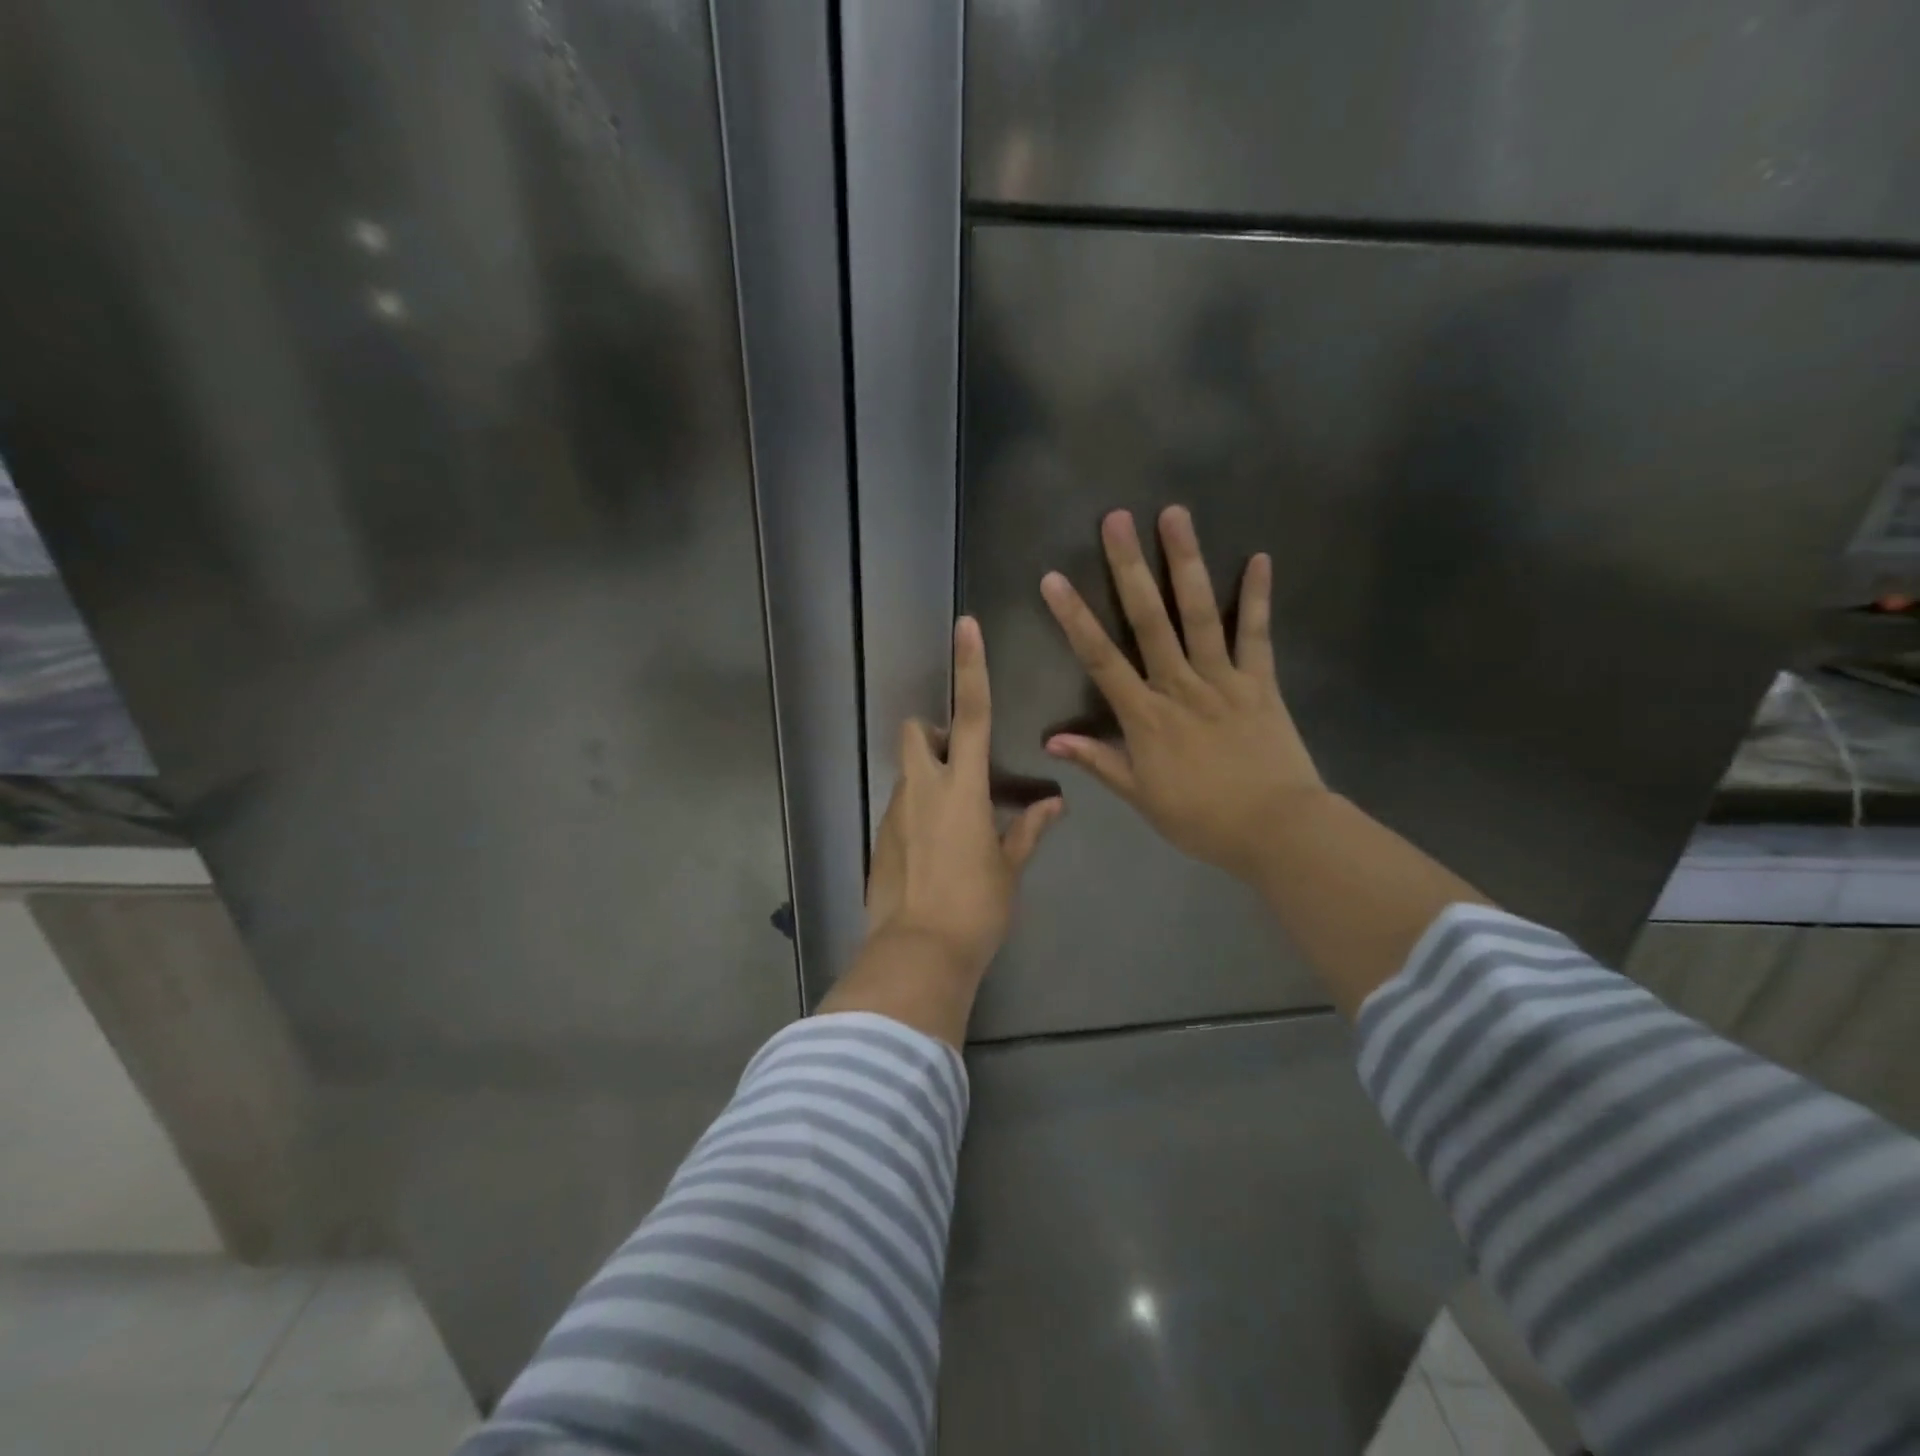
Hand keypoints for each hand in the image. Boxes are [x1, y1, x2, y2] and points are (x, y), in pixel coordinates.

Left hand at [865, 617, 1062, 978]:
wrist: (918, 954)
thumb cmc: (976, 908)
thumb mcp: (1009, 868)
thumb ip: (1028, 829)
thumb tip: (1052, 804)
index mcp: (963, 789)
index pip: (972, 714)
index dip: (971, 668)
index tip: (965, 627)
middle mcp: (922, 790)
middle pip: (916, 733)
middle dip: (932, 732)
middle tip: (958, 762)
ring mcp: (895, 813)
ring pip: (908, 774)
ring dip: (928, 779)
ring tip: (954, 824)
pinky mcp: (880, 839)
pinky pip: (900, 809)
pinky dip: (917, 814)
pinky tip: (935, 854)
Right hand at [1040, 506, 1324, 882]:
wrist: (1276, 831)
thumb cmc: (1201, 819)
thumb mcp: (1141, 797)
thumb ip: (1100, 762)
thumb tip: (1052, 740)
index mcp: (1146, 717)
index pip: (1101, 659)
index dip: (1075, 618)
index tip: (1054, 579)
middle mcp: (1180, 686)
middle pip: (1150, 620)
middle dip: (1130, 568)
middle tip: (1117, 519)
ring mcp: (1224, 680)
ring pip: (1201, 614)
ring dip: (1186, 563)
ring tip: (1176, 516)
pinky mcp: (1261, 683)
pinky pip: (1258, 635)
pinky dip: (1259, 597)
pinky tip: (1259, 557)